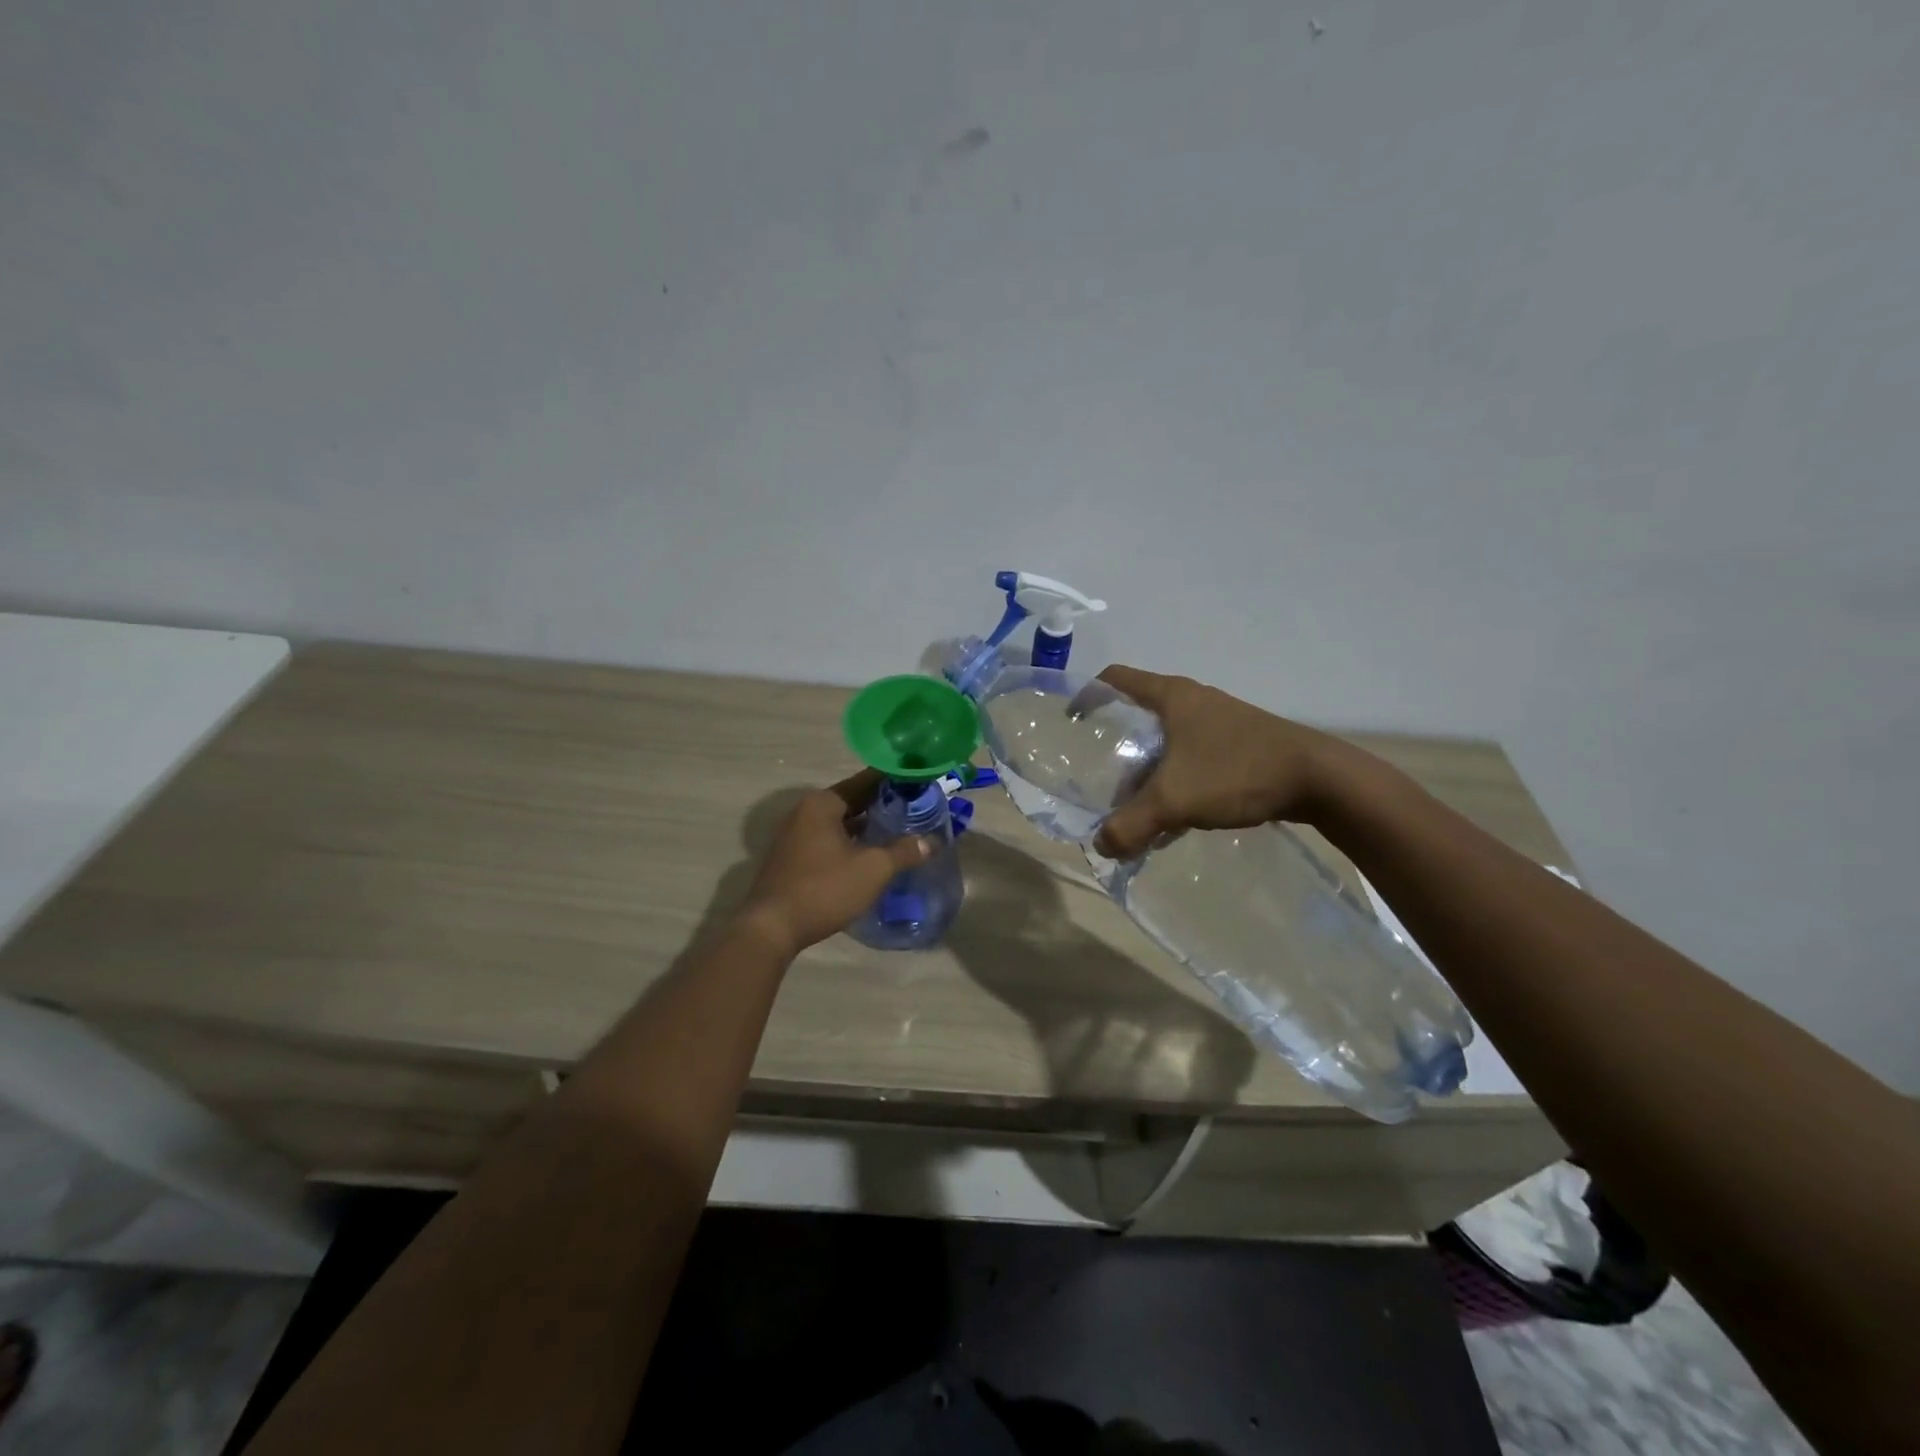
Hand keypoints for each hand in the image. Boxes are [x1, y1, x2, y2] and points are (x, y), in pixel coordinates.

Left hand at [739, 770, 934, 956]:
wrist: (772, 928)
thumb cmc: (824, 888)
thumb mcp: (873, 869)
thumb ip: (904, 851)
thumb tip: (932, 841)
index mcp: (822, 803)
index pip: (865, 781)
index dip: (894, 781)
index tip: (918, 782)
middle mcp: (805, 812)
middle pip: (852, 801)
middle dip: (882, 805)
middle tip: (915, 808)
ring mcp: (794, 836)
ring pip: (840, 823)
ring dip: (866, 827)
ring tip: (899, 831)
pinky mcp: (792, 859)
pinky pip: (828, 841)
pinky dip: (850, 842)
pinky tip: (871, 855)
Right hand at [1091, 665, 1339, 859]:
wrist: (1320, 779)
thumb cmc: (1237, 772)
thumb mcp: (1175, 800)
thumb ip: (1131, 824)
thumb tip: (1100, 845)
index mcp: (1172, 696)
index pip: (1115, 678)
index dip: (1088, 694)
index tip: (1071, 720)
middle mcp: (1193, 700)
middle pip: (1139, 714)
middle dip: (1117, 747)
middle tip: (1102, 779)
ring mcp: (1219, 721)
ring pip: (1167, 741)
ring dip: (1148, 770)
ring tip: (1136, 806)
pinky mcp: (1239, 743)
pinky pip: (1192, 757)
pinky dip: (1175, 780)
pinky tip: (1175, 817)